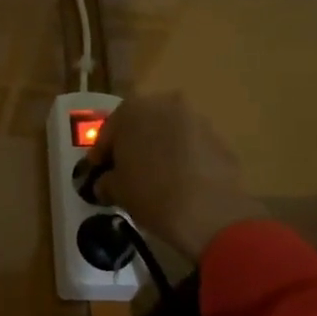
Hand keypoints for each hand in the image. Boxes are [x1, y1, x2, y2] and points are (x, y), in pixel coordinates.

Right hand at [88, 92, 267, 261]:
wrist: (207, 210)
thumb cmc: (150, 193)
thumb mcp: (116, 190)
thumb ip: (106, 180)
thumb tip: (106, 183)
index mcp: (132, 110)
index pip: (109, 131)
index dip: (101, 154)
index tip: (97, 172)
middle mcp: (165, 104)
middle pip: (141, 125)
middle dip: (133, 145)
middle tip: (126, 172)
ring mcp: (196, 119)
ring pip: (168, 133)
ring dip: (160, 149)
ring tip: (155, 178)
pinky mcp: (219, 138)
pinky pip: (191, 146)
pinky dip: (183, 158)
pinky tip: (180, 183)